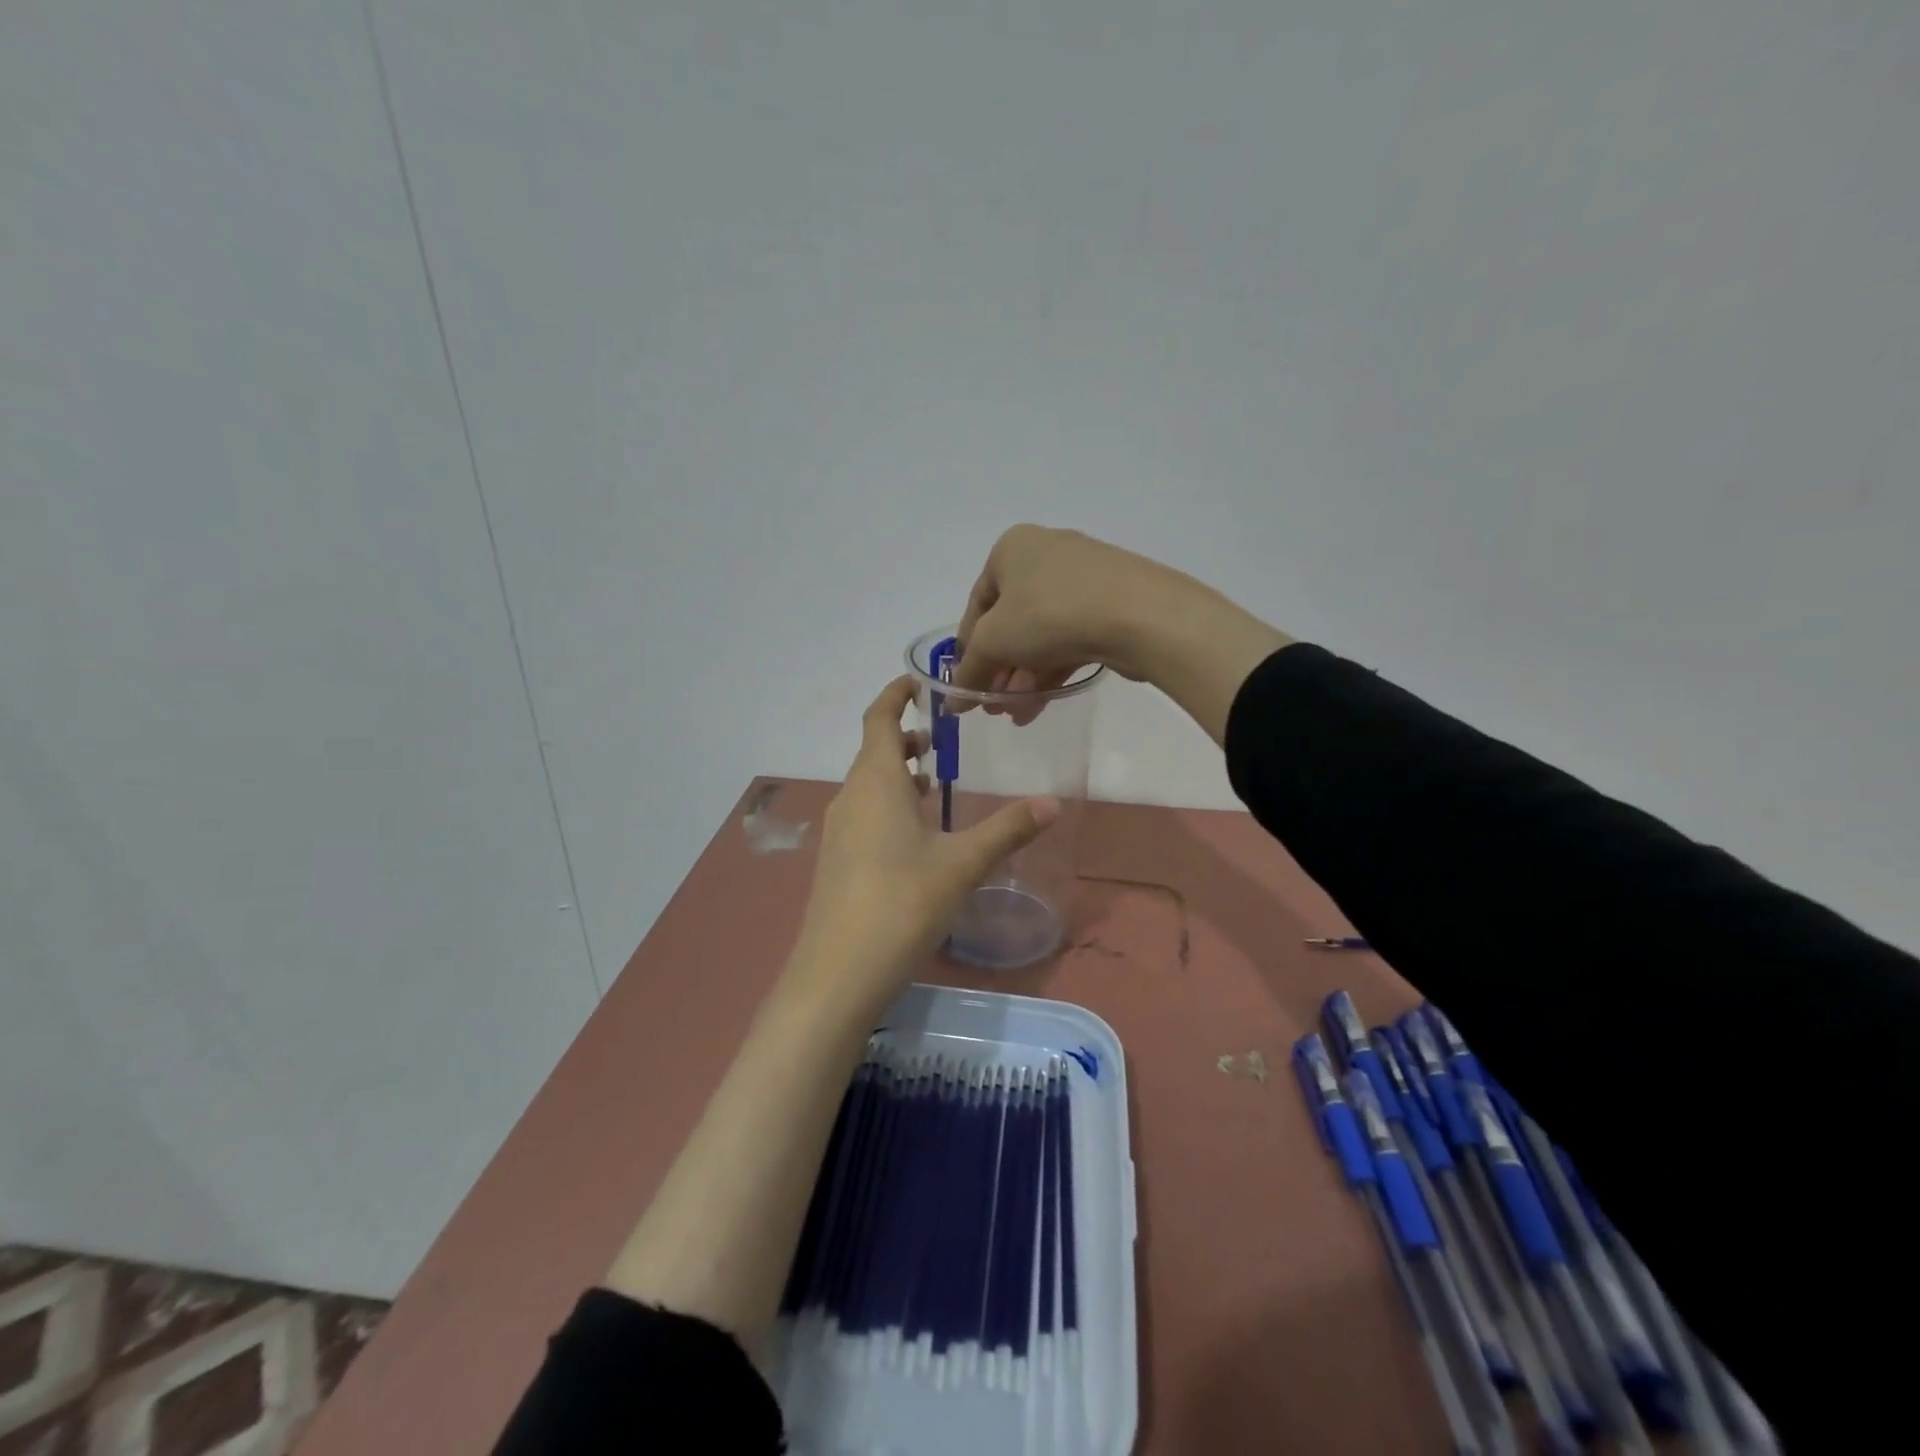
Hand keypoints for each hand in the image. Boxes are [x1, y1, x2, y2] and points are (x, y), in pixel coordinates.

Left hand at [787, 676, 1060, 1011]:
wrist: (837, 973)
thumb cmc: (901, 904)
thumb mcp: (962, 864)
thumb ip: (1008, 830)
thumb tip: (1054, 802)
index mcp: (876, 782)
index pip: (879, 718)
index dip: (895, 695)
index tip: (919, 682)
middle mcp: (851, 797)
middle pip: (874, 751)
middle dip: (905, 736)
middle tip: (944, 735)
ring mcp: (839, 831)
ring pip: (869, 785)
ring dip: (898, 773)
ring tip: (935, 779)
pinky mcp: (837, 861)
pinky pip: (864, 813)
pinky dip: (889, 804)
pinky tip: (916, 833)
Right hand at [952, 526, 1172, 709]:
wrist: (1140, 615)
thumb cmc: (1049, 614)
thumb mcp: (994, 643)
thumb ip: (970, 672)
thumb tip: (953, 703)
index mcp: (1012, 548)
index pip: (977, 605)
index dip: (967, 650)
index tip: (966, 686)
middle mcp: (1047, 555)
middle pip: (1010, 623)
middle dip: (999, 670)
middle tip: (993, 707)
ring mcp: (1083, 579)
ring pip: (1041, 635)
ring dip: (1024, 678)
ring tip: (1016, 715)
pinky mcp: (1111, 605)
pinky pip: (1069, 639)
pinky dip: (1051, 670)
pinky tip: (1040, 704)